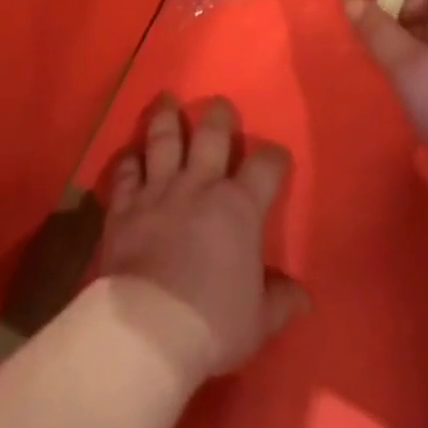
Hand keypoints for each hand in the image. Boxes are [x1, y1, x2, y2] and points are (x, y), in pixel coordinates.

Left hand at [97, 95, 308, 387]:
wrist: (148, 328)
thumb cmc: (212, 323)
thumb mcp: (258, 321)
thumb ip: (280, 301)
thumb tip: (303, 297)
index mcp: (238, 207)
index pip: (265, 166)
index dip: (274, 157)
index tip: (277, 157)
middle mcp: (199, 185)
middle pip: (211, 135)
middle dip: (218, 116)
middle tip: (219, 105)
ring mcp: (158, 190)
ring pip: (164, 140)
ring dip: (167, 118)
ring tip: (168, 100)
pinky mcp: (125, 205)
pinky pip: (126, 172)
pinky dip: (128, 161)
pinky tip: (130, 154)